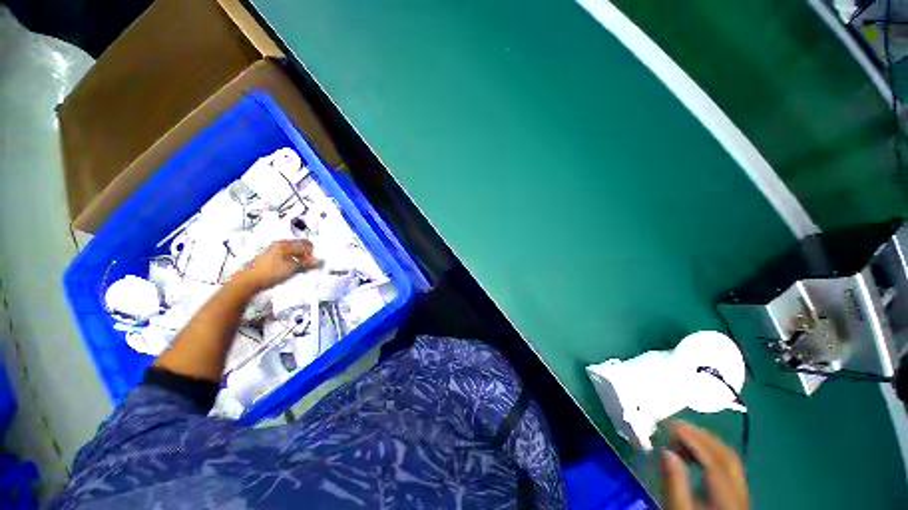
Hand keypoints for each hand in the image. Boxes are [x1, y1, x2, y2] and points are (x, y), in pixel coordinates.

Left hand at [234, 240, 321, 291]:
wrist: (248, 281)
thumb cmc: (271, 272)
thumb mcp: (292, 268)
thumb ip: (307, 264)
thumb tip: (321, 261)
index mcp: (285, 244)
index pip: (306, 244)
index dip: (312, 253)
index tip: (312, 263)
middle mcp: (280, 245)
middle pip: (300, 248)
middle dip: (307, 258)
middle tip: (308, 269)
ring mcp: (275, 252)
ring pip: (295, 254)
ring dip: (300, 262)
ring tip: (300, 272)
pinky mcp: (271, 260)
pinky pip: (288, 259)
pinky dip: (293, 264)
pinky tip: (291, 272)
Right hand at [662, 421, 747, 509]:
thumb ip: (674, 484)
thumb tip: (667, 451)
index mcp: (726, 498)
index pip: (713, 462)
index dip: (693, 440)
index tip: (671, 425)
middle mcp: (739, 493)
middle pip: (727, 457)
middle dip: (702, 437)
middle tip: (676, 425)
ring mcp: (741, 495)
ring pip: (730, 461)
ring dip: (707, 443)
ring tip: (682, 437)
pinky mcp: (736, 497)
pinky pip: (728, 468)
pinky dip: (710, 454)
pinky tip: (694, 455)